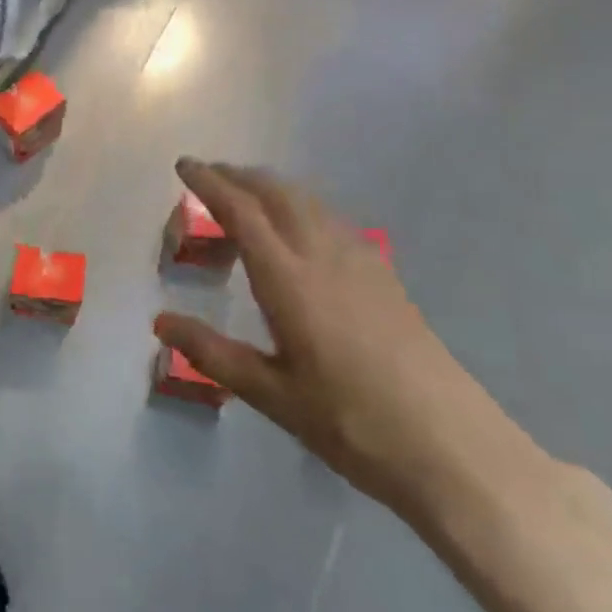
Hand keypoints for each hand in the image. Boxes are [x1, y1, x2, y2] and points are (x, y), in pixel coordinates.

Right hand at [153, 159, 503, 514]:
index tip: (184, 165)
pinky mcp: (385, 277)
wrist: (450, 445)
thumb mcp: (270, 394)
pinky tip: (301, 232)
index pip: (242, 212)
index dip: (210, 183)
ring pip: (310, 202)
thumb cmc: (350, 422)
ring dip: (272, 188)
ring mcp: (361, 262)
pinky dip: (303, 207)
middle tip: (209, 175)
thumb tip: (161, 321)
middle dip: (239, 176)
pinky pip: (333, 221)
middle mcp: (324, 256)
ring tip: (246, 196)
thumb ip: (212, 352)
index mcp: (289, 280)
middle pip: (278, 194)